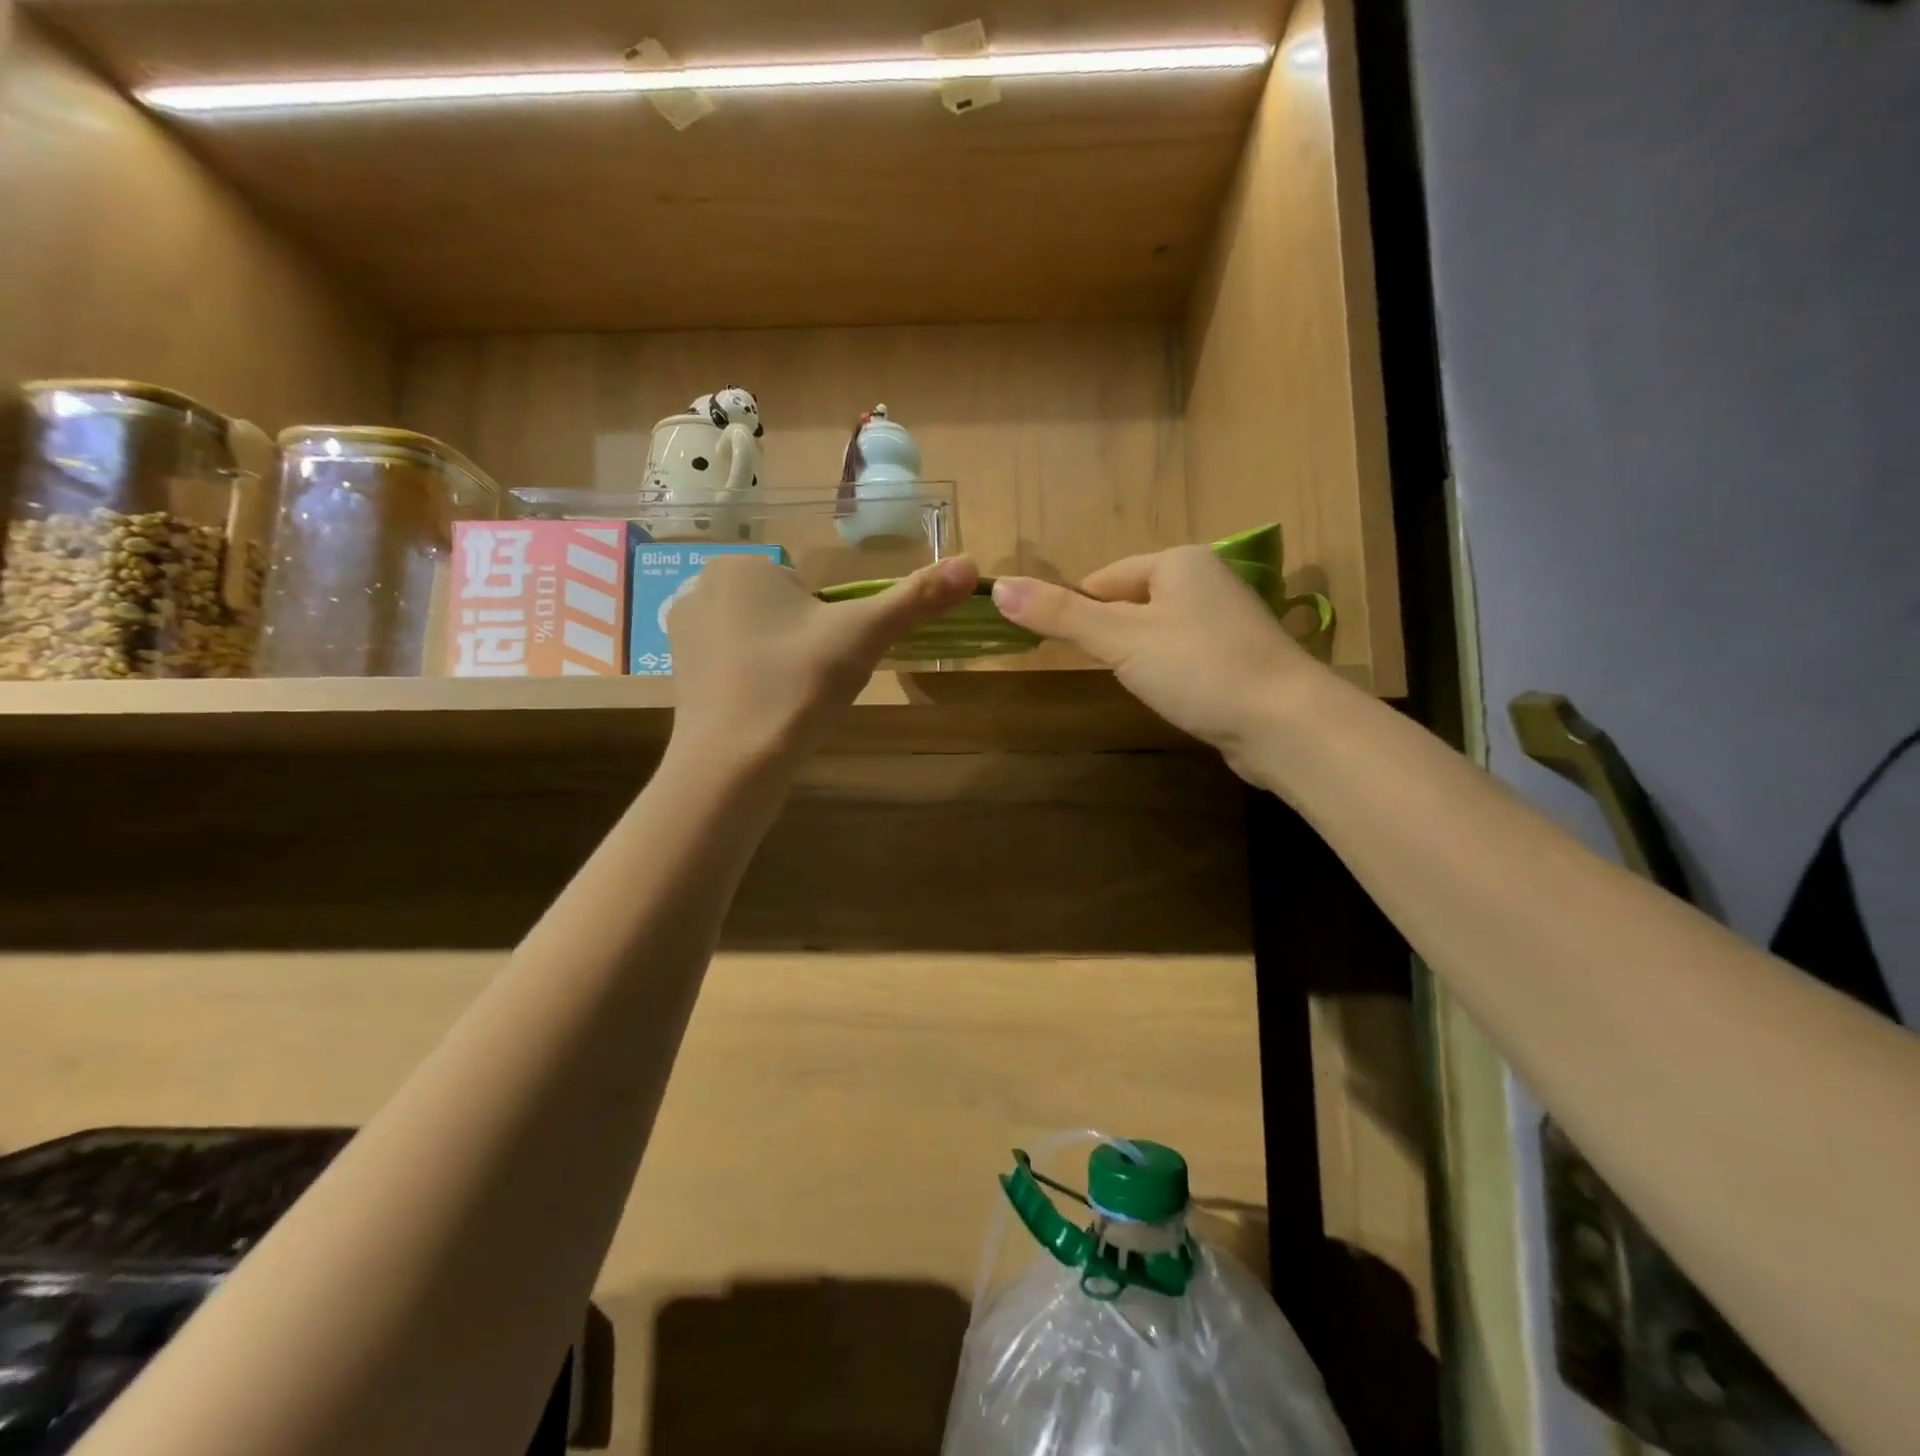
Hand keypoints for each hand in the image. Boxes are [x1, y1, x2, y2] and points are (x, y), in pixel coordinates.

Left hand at [668, 554, 978, 765]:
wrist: (732, 765)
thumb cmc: (797, 685)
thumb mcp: (864, 636)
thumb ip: (916, 598)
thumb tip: (972, 564)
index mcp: (740, 564)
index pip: (810, 587)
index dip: (830, 626)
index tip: (827, 660)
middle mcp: (701, 587)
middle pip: (786, 611)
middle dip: (807, 644)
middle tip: (812, 682)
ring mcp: (683, 632)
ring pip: (762, 639)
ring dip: (784, 664)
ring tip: (790, 700)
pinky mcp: (679, 673)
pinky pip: (736, 666)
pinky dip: (757, 684)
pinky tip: (765, 712)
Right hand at [991, 546, 1322, 771]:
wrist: (1284, 722)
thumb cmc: (1197, 668)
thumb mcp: (1119, 639)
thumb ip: (1060, 614)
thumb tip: (998, 587)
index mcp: (1178, 561)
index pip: (1104, 578)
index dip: (1078, 611)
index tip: (1067, 649)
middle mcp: (1206, 579)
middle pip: (1131, 603)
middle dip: (1111, 637)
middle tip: (1108, 671)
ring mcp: (1228, 619)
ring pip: (1157, 631)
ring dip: (1139, 657)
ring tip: (1143, 686)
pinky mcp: (1239, 656)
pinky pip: (1185, 654)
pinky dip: (1169, 672)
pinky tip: (1174, 695)